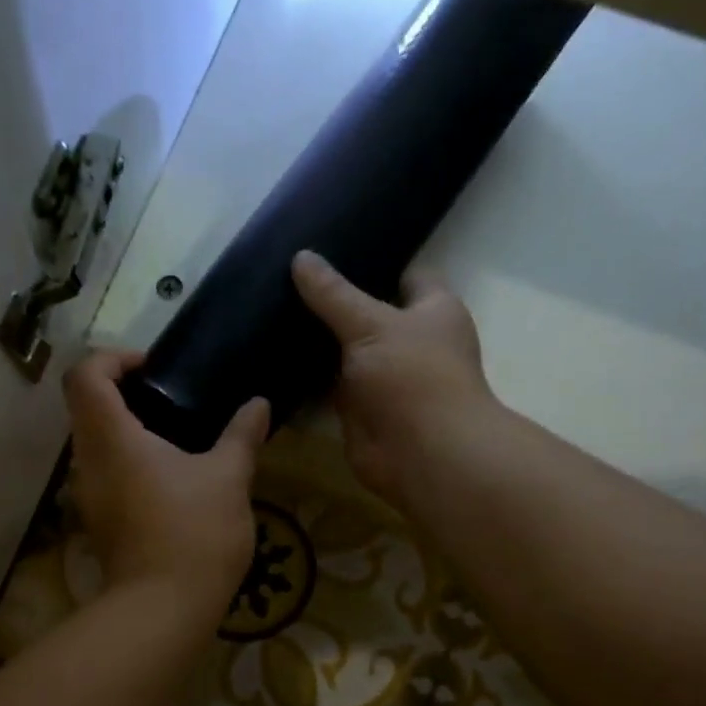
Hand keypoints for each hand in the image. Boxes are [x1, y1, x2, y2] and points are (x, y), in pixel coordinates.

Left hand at [63, 350, 269, 620]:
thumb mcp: (229, 478)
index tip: (154, 368)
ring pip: (94, 443)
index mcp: (111, 437)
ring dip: (126, 430)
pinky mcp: (99, 522)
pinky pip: (105, 474)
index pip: (86, 375)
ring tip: (177, 437)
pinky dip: (129, 462)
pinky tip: (171, 479)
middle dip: (123, 393)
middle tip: (171, 398)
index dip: (113, 358)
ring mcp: (89, 496)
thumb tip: (259, 404)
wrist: (164, 609)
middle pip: (85, 406)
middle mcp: (88, 462)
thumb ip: (242, 435)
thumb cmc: (194, 533)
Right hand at [291, 250, 497, 503]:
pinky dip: (308, 377)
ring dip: (318, 341)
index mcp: (433, 311)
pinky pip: (329, 386)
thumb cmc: (412, 376)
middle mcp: (411, 342)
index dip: (375, 262)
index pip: (407, 275)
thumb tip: (300, 256)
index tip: (332, 250)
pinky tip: (274, 356)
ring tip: (272, 310)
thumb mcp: (370, 324)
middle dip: (336, 302)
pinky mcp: (360, 409)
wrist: (421, 454)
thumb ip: (334, 294)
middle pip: (370, 314)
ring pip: (347, 351)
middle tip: (286, 278)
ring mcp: (384, 378)